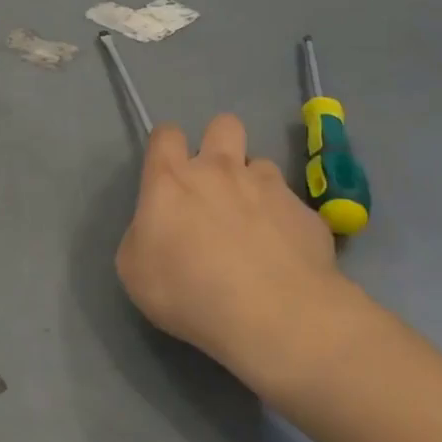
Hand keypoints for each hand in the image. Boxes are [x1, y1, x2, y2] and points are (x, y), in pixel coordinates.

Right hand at [116, 114, 361, 393]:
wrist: (275, 316)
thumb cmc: (190, 292)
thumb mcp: (134, 270)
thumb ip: (143, 235)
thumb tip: (159, 228)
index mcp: (171, 180)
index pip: (165, 134)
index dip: (166, 146)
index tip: (167, 171)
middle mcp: (220, 170)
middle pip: (223, 125)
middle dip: (219, 142)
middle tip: (216, 183)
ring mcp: (269, 187)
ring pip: (261, 164)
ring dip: (254, 185)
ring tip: (254, 223)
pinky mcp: (306, 213)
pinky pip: (292, 206)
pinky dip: (285, 222)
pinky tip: (285, 254)